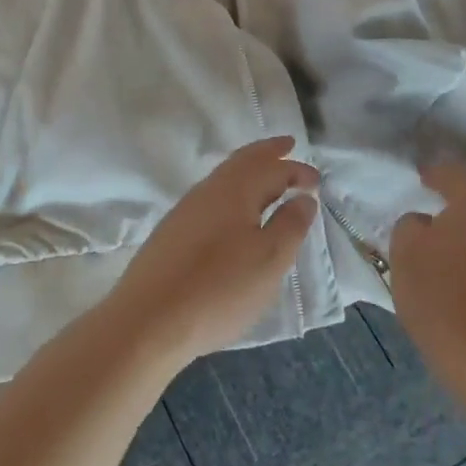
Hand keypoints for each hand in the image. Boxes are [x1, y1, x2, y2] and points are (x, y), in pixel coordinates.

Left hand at [103, 137, 318, 368]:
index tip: (317, 179)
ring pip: (224, 178)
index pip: (271, 168)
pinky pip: (211, 198)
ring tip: (266, 178)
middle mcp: (208, 190)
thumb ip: (290, 225)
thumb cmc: (219, 288)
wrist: (148, 320)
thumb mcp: (268, 260)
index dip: (296, 170)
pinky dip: (232, 192)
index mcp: (235, 190)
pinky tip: (234, 212)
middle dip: (267, 153)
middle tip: (288, 145)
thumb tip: (303, 197)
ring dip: (248, 171)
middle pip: (242, 161)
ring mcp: (186, 210)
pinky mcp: (172, 232)